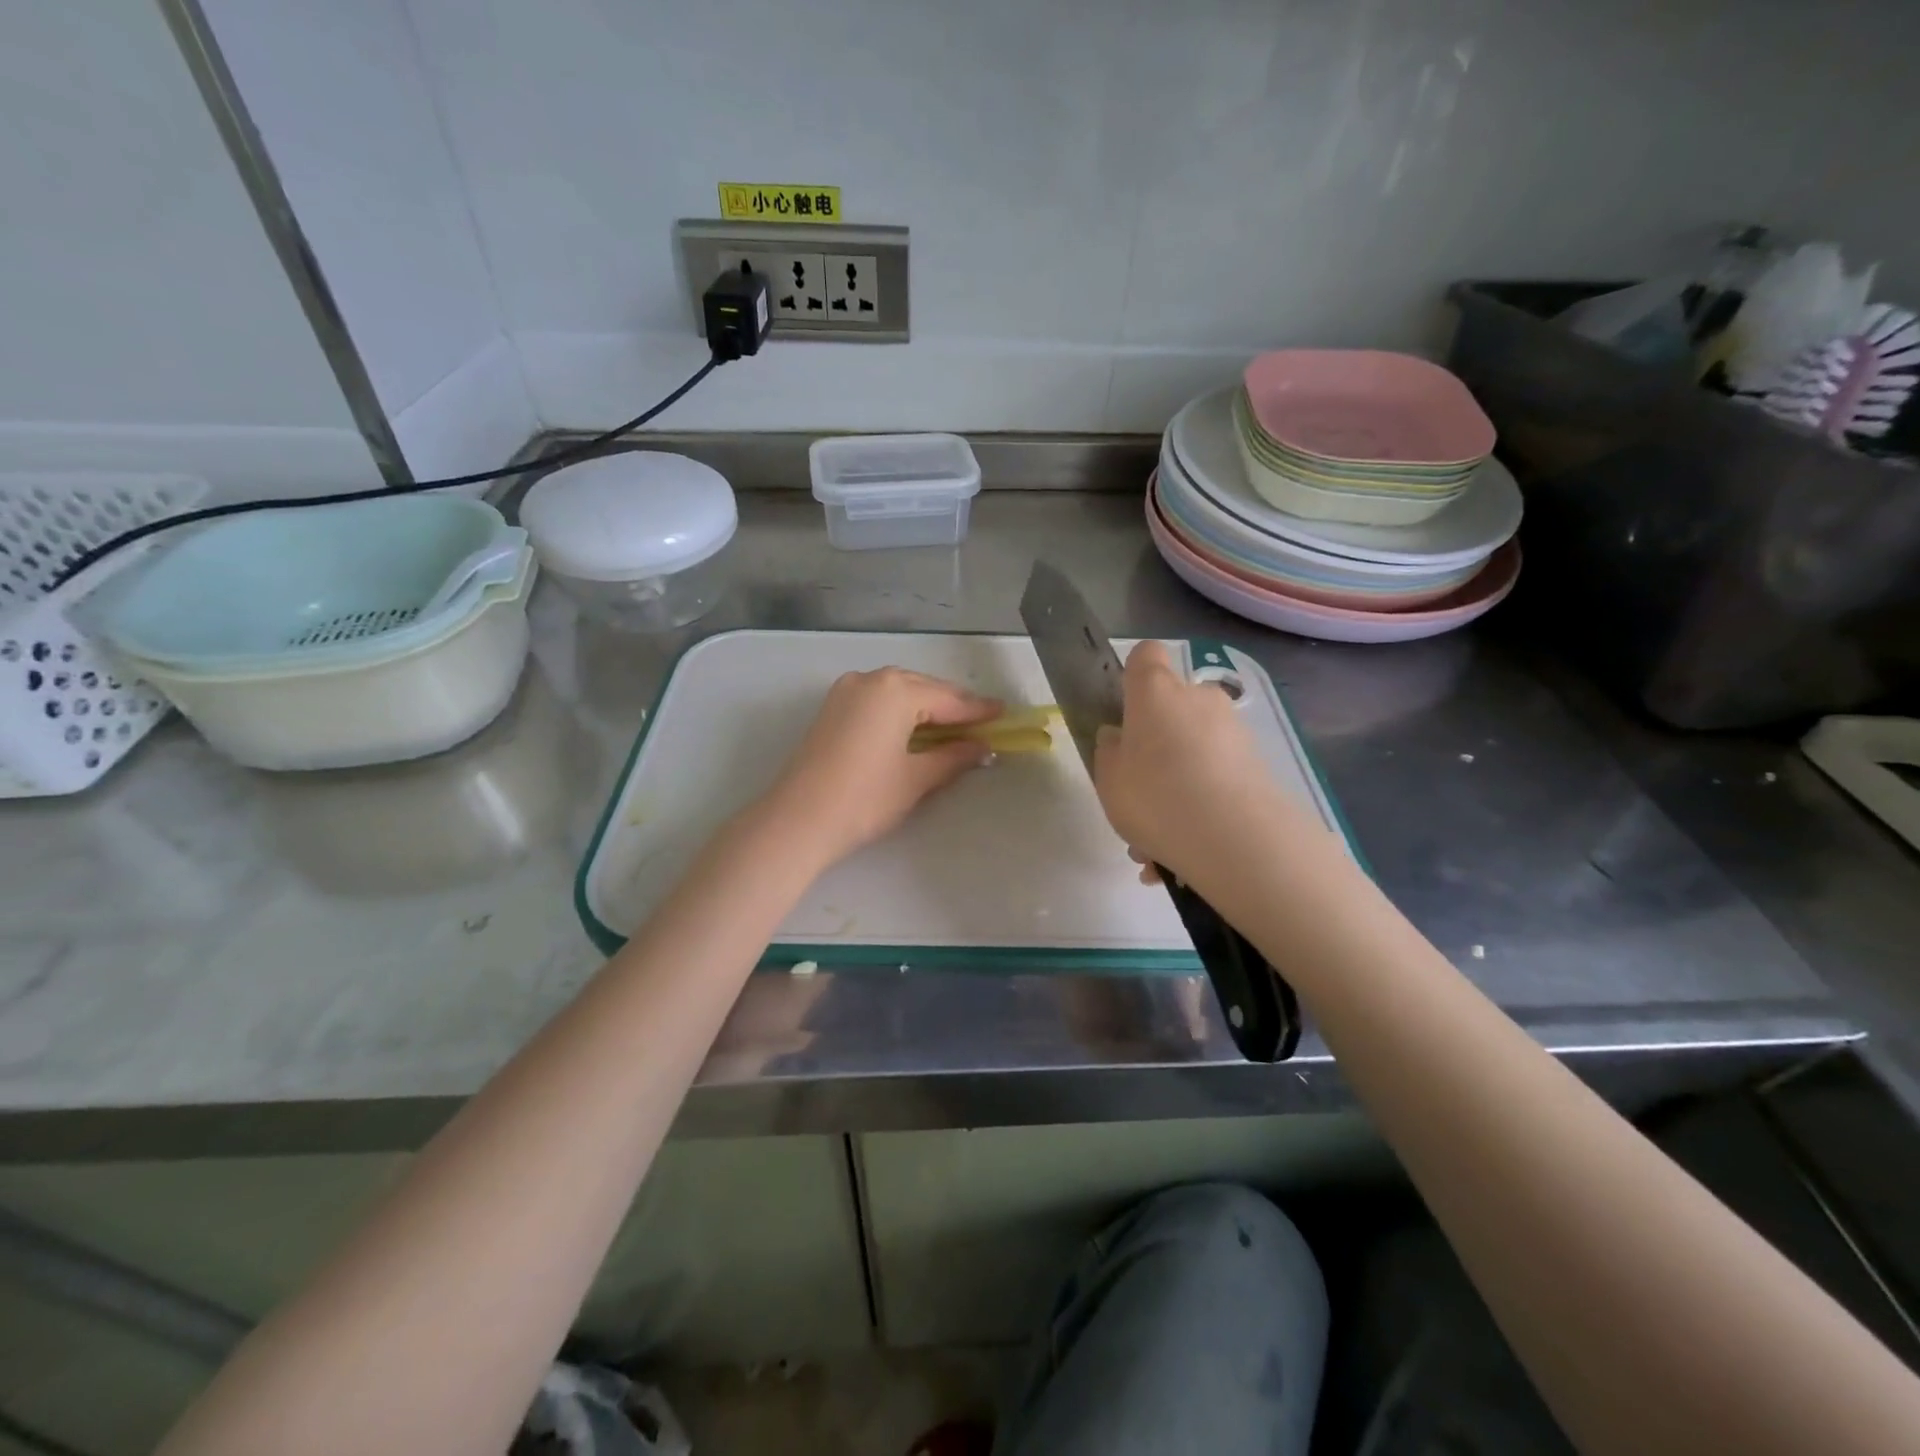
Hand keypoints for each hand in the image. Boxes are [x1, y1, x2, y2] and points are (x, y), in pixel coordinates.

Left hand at [764, 668, 1000, 869]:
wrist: (798, 820)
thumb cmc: (865, 798)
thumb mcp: (917, 778)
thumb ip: (954, 757)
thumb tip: (982, 748)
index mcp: (895, 690)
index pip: (949, 699)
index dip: (979, 710)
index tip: (1004, 713)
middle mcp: (870, 679)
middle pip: (923, 688)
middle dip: (953, 705)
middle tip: (982, 722)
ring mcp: (846, 691)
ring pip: (899, 692)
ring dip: (927, 707)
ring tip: (953, 727)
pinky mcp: (832, 708)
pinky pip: (878, 700)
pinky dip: (901, 711)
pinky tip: (915, 729)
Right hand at [1093, 641, 1301, 883]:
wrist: (1236, 838)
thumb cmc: (1154, 796)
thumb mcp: (1108, 778)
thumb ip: (1110, 751)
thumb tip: (1119, 736)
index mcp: (1155, 691)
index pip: (1145, 655)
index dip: (1132, 675)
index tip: (1123, 710)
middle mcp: (1198, 697)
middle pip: (1173, 705)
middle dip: (1158, 739)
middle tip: (1140, 786)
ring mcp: (1233, 729)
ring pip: (1195, 747)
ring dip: (1179, 780)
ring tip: (1159, 838)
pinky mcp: (1257, 762)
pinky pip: (1216, 776)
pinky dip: (1201, 803)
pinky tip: (1183, 851)